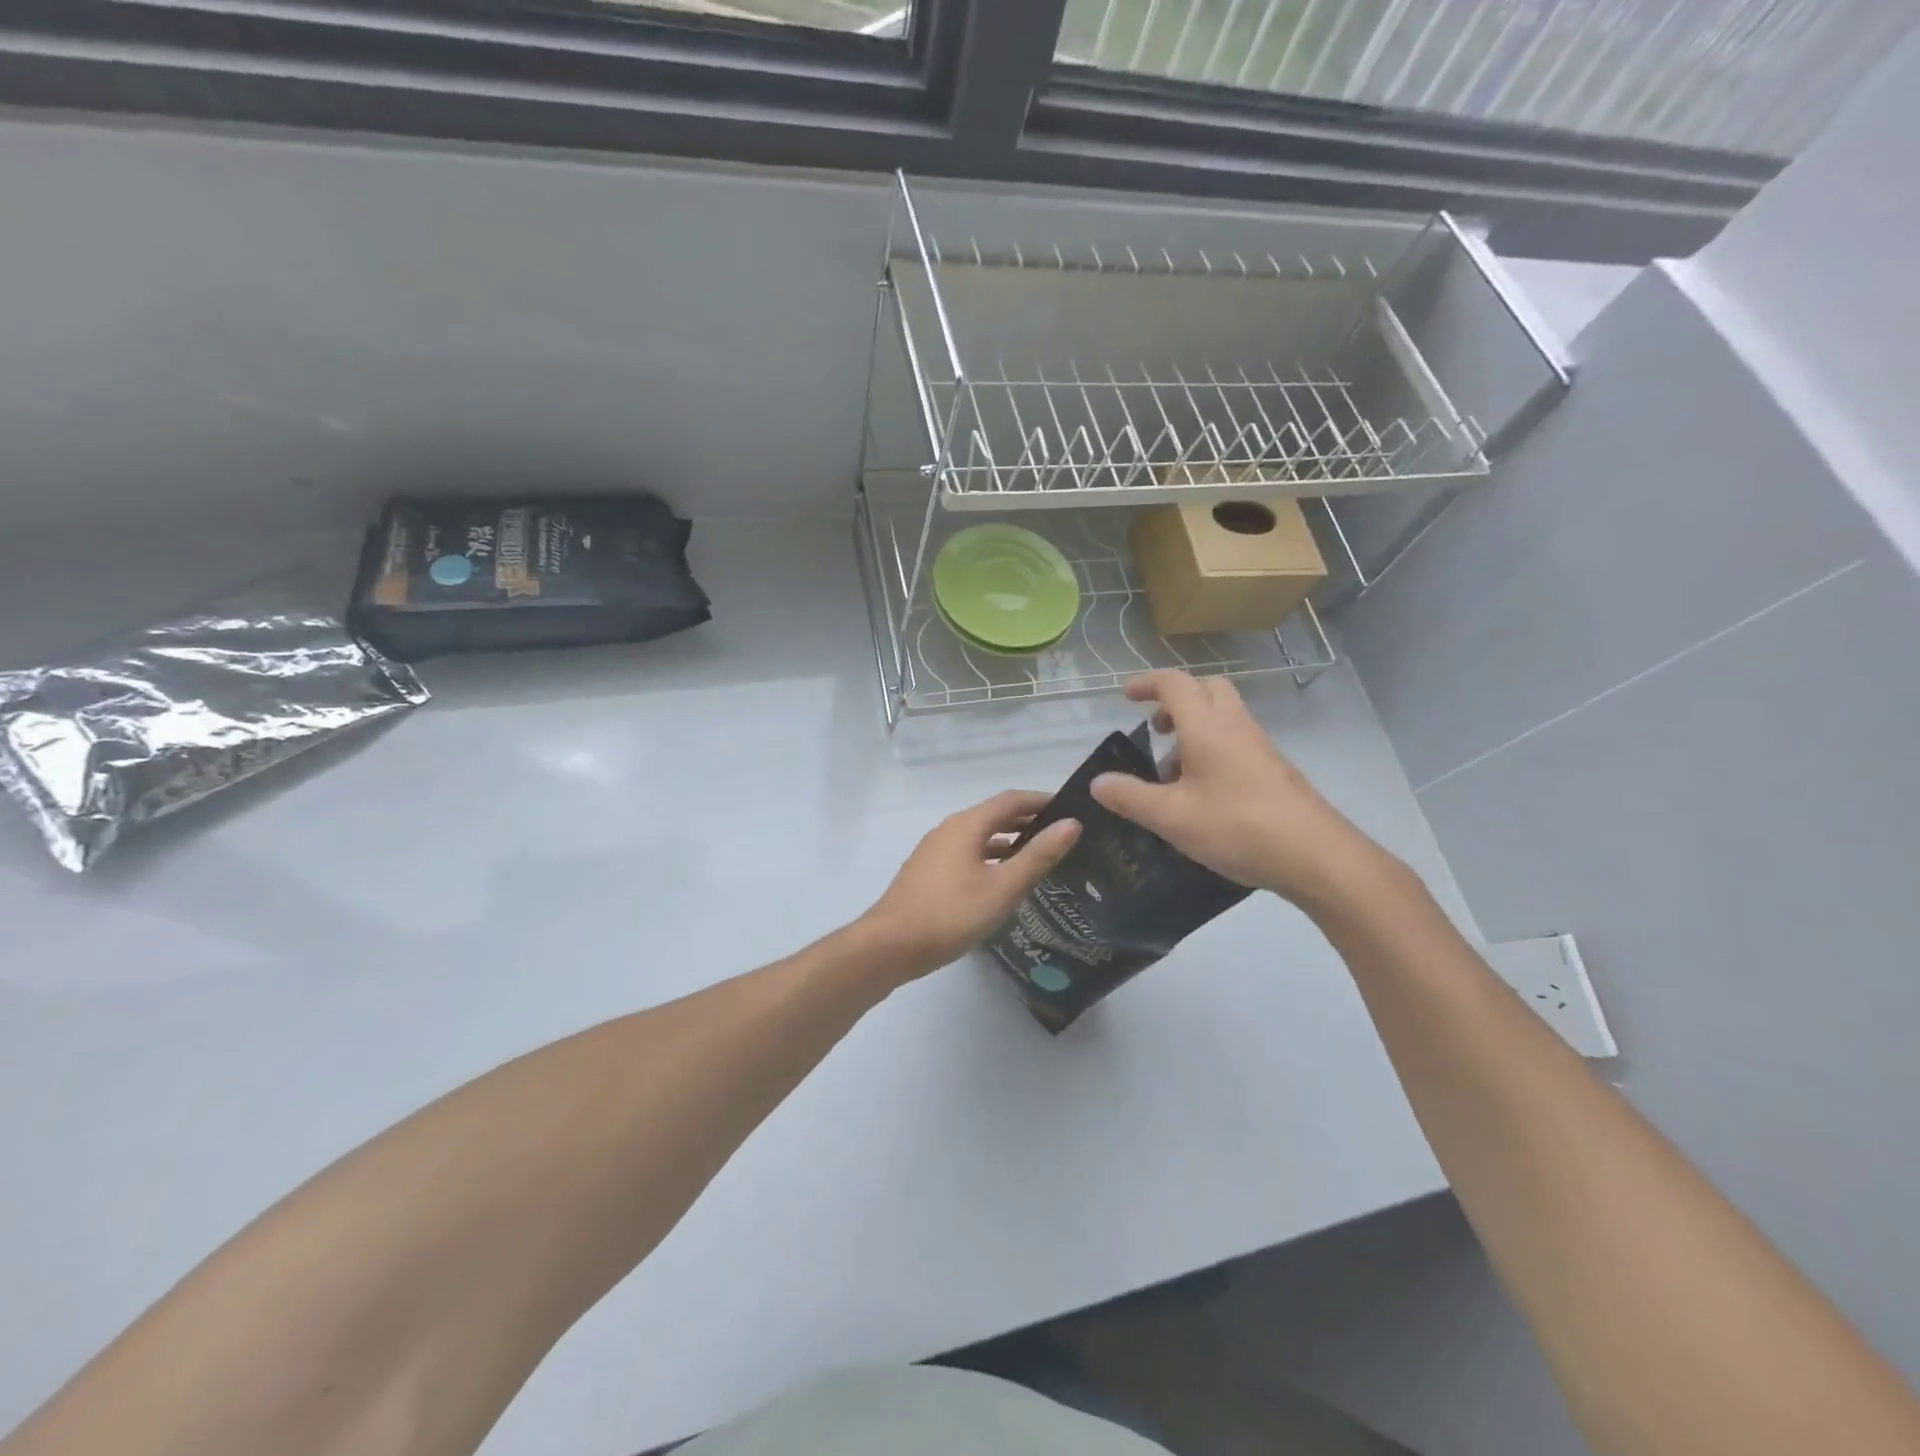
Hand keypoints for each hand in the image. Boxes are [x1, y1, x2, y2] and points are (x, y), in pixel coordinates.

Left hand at [860, 790, 1081, 982]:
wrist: (890, 946)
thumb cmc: (951, 913)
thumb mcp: (1003, 887)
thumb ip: (1038, 856)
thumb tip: (1072, 824)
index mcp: (967, 825)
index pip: (1011, 800)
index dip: (1041, 800)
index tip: (1071, 808)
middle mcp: (949, 830)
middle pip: (994, 816)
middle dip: (1027, 821)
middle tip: (1061, 834)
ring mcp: (935, 852)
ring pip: (979, 838)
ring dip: (1009, 841)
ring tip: (1039, 857)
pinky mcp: (928, 874)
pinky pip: (967, 855)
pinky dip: (991, 858)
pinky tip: (1003, 881)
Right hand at [1089, 671, 1394, 913]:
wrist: (1316, 856)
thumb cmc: (1237, 826)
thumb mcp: (1171, 817)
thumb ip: (1130, 797)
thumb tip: (1098, 782)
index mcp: (1207, 726)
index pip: (1174, 684)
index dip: (1147, 684)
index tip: (1127, 696)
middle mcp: (1235, 726)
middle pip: (1206, 690)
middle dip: (1176, 700)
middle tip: (1156, 729)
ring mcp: (1259, 747)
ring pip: (1222, 718)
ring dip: (1193, 730)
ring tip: (1171, 775)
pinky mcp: (1274, 770)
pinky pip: (1236, 743)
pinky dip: (1212, 751)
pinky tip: (1201, 796)